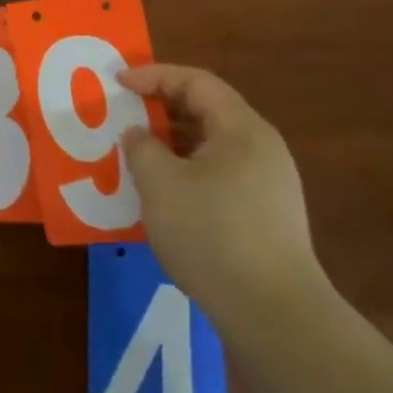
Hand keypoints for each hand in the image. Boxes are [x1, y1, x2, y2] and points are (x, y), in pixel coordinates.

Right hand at [118, 64, 327, 328]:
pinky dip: (186, 171)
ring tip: (137, 155)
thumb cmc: (212, 234)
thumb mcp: (160, 183)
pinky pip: (219, 175)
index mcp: (242, 130)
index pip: (196, 82)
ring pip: (212, 146)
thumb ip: (141, 147)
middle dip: (161, 108)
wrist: (274, 316)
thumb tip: (139, 135)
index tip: (118, 84)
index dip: (154, 76)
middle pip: (207, 110)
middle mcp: (262, 149)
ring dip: (172, 143)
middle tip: (124, 115)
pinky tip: (164, 195)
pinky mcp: (266, 217)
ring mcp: (269, 185)